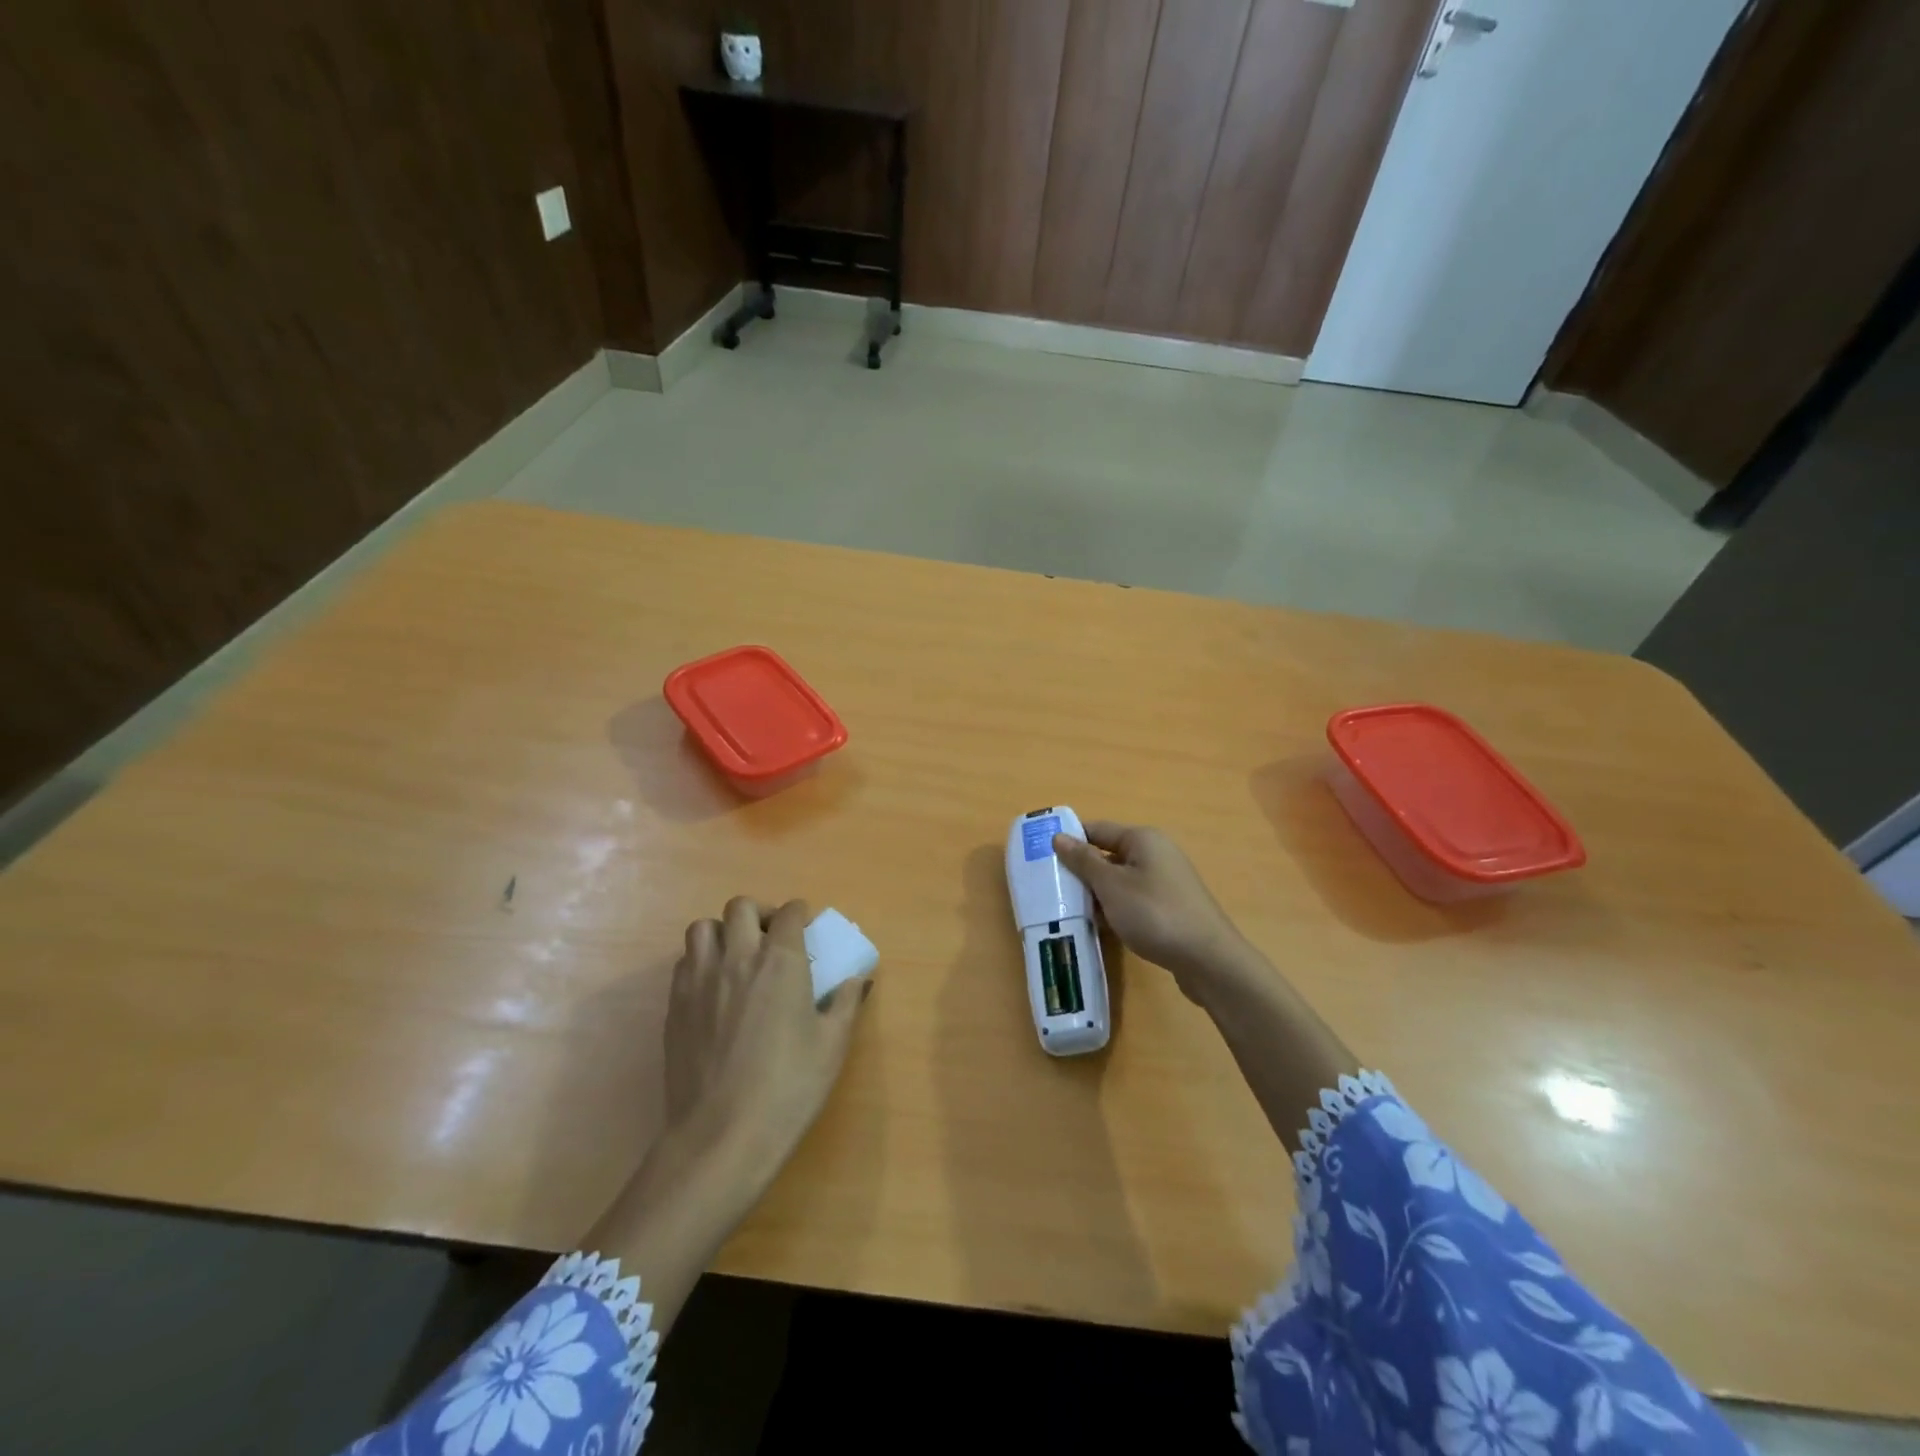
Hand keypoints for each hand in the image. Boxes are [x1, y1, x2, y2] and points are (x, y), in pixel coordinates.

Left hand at [576, 896, 870, 1338]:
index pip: (789, 913)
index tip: (806, 925)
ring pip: (703, 929)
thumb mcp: (833, 1045)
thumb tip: (855, 979)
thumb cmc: (789, 1088)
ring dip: (723, 932)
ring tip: (737, 956)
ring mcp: (700, 980)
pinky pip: (684, 962)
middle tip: (771, 937)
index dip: (800, 913)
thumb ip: (846, 1003)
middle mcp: (738, 958)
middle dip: (759, 913)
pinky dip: (700, 961)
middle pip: (740, 907)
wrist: (722, 1135)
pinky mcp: (675, 1005)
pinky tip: (714, 988)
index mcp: (781, 961)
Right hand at [1052, 822, 1254, 1000]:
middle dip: (1082, 871)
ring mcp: (1166, 881)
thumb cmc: (1154, 913)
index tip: (1042, 857)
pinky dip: (1116, 909)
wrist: (1208, 960)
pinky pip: (1133, 900)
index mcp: (1143, 838)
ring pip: (1120, 880)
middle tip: (1052, 889)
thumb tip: (1059, 836)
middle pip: (1108, 854)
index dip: (1070, 840)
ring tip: (1071, 911)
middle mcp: (1156, 853)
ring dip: (1097, 893)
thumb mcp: (1111, 885)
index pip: (1097, 829)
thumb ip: (1084, 860)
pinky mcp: (1170, 907)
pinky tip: (1101, 927)